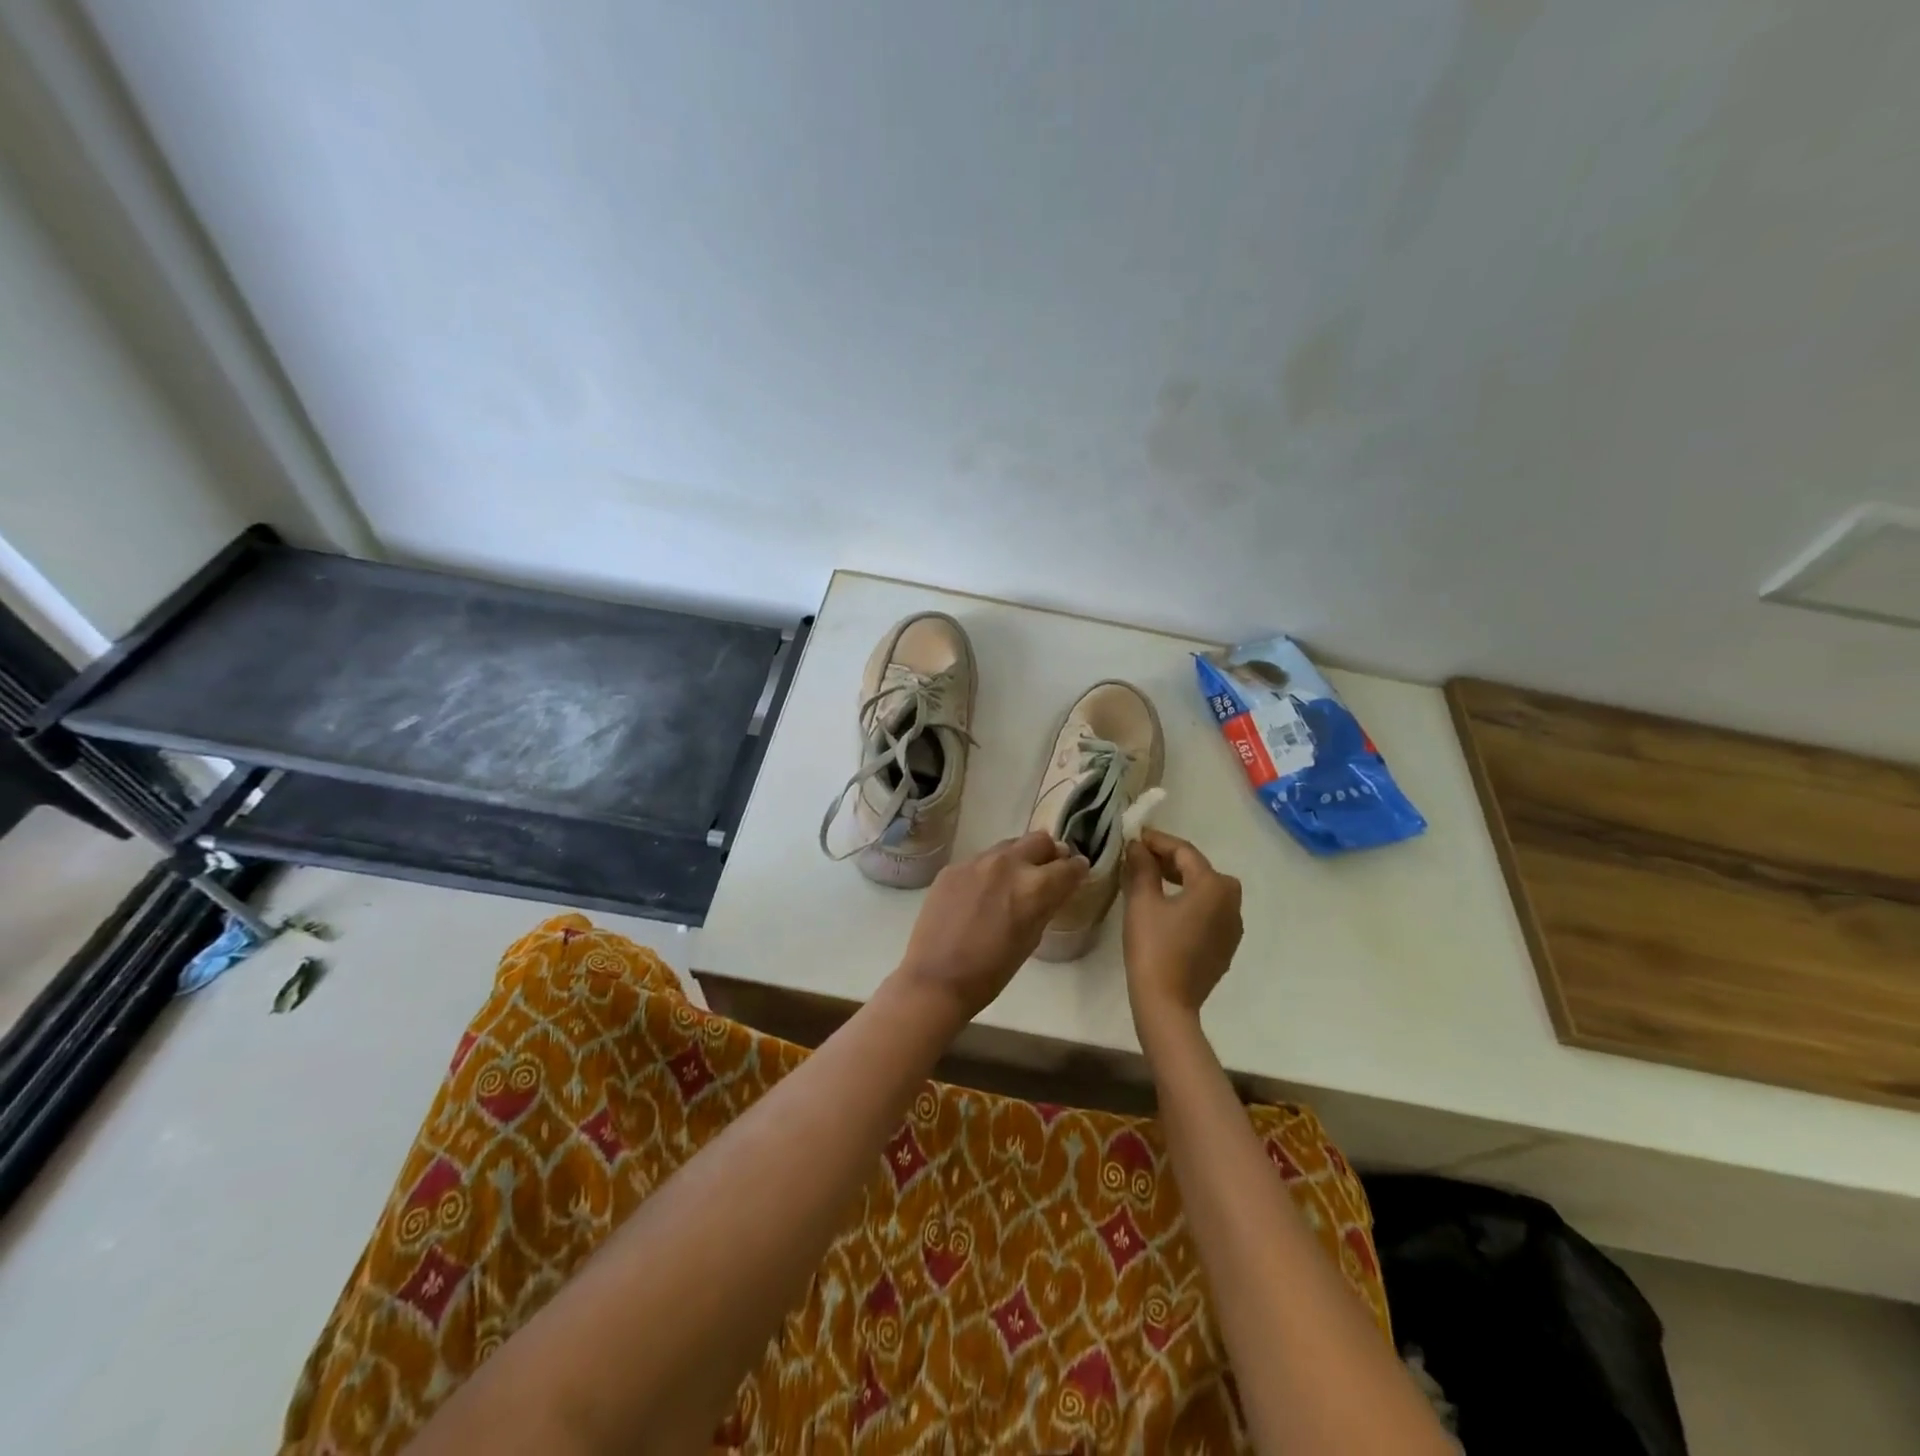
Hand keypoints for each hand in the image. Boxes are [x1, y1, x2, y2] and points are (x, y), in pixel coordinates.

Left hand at [893, 831, 1089, 1021]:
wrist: (936, 979)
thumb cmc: (992, 972)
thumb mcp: (1031, 939)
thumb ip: (1046, 905)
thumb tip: (1056, 888)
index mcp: (1035, 887)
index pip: (1069, 866)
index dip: (1077, 870)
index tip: (1077, 873)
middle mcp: (1008, 864)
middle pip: (1039, 840)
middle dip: (1050, 853)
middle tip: (1048, 869)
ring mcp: (976, 862)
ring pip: (1008, 846)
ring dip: (1018, 858)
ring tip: (1014, 880)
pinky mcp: (953, 867)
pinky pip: (980, 860)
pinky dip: (989, 871)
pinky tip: (981, 894)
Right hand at [1122, 829, 1242, 1033]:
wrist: (1168, 1003)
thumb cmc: (1153, 947)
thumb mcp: (1142, 901)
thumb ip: (1142, 867)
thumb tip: (1138, 846)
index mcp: (1214, 886)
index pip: (1184, 851)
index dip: (1158, 841)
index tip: (1135, 836)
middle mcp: (1232, 901)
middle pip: (1200, 869)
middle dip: (1170, 860)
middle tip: (1141, 856)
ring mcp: (1232, 926)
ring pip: (1206, 890)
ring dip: (1181, 880)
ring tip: (1151, 879)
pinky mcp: (1226, 945)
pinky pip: (1209, 911)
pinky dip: (1190, 902)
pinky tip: (1167, 907)